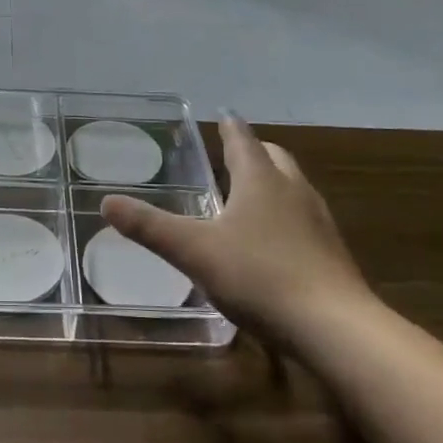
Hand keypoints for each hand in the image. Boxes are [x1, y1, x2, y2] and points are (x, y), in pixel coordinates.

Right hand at [99, 115, 370, 341]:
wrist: (334, 328)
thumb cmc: (259, 276)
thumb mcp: (195, 251)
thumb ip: (151, 227)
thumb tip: (107, 202)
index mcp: (260, 180)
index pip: (242, 140)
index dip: (230, 127)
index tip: (224, 113)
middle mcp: (293, 190)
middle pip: (274, 158)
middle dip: (254, 152)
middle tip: (233, 154)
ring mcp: (318, 222)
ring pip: (293, 188)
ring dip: (272, 183)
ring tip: (250, 195)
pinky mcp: (332, 254)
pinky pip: (305, 220)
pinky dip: (286, 216)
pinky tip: (273, 243)